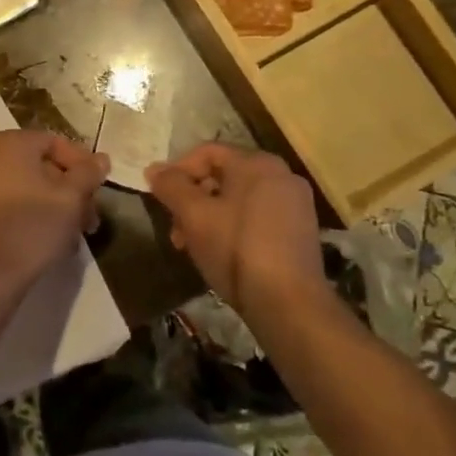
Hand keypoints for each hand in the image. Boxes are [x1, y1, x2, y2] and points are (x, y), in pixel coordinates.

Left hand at [0, 129, 108, 288]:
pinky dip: (27, 213)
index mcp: (9, 142)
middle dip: (68, 191)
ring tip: (71, 235)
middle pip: (38, 166)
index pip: (55, 143)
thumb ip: (88, 173)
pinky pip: (5, 203)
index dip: (82, 165)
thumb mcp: (71, 198)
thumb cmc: (32, 226)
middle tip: (88, 219)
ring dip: (51, 205)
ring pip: (23, 187)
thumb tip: (100, 158)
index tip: (98, 191)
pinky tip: (45, 239)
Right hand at [147, 143, 330, 316]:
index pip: (207, 152)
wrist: (289, 304)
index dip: (177, 170)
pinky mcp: (301, 231)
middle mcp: (281, 175)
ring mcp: (295, 203)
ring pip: (238, 198)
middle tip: (175, 228)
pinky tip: (220, 252)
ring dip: (208, 216)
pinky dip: (232, 226)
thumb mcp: (193, 216)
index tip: (160, 197)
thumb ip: (171, 186)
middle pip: (222, 175)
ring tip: (192, 245)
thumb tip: (154, 169)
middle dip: (192, 199)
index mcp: (257, 163)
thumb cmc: (236, 250)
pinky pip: (256, 216)